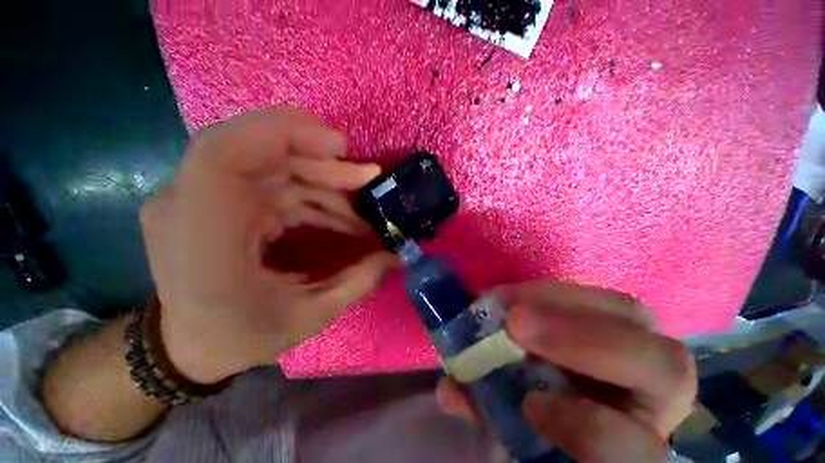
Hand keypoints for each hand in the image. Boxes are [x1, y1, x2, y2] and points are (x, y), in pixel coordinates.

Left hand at [139, 106, 394, 383]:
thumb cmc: (239, 338)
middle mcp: (191, 204)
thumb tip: (394, 256)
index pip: (224, 152)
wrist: (189, 346)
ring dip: (323, 180)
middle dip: (322, 161)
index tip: (340, 147)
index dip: (284, 133)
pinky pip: (273, 182)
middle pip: (259, 151)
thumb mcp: (308, 317)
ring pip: (272, 164)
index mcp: (201, 236)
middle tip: (366, 178)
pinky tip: (339, 215)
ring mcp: (202, 198)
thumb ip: (357, 282)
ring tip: (360, 209)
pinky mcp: (220, 200)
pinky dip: (311, 192)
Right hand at [436, 281, 696, 462]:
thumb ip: (492, 415)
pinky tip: (518, 294)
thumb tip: (448, 392)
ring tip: (508, 299)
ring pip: (630, 314)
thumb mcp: (520, 431)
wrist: (574, 402)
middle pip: (664, 366)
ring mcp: (644, 348)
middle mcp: (656, 398)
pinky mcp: (621, 320)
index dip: (587, 427)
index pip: (640, 449)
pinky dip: (555, 293)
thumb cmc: (550, 424)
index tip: (529, 404)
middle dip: (581, 340)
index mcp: (637, 448)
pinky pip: (599, 296)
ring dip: (561, 301)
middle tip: (513, 322)